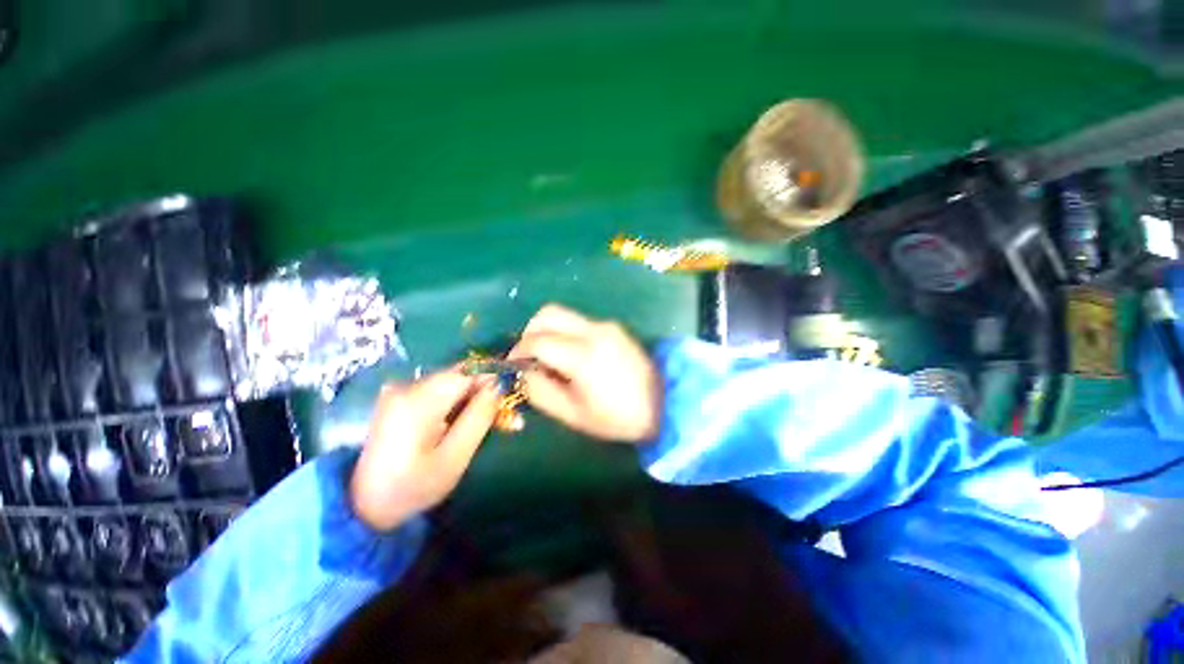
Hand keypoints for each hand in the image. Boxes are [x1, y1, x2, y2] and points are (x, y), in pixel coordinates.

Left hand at [349, 370, 499, 530]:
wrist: (363, 506)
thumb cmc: (413, 487)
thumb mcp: (454, 457)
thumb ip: (479, 417)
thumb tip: (499, 386)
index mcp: (419, 400)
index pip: (467, 373)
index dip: (493, 380)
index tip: (511, 396)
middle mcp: (407, 386)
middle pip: (460, 375)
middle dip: (485, 391)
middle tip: (505, 416)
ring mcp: (400, 391)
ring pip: (452, 382)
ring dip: (473, 398)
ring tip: (490, 422)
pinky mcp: (399, 399)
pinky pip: (439, 391)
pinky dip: (457, 402)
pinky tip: (464, 422)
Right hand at [509, 304, 660, 442]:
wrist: (664, 404)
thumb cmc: (617, 417)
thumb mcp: (573, 413)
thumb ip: (540, 391)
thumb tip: (525, 372)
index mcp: (583, 355)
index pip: (538, 341)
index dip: (518, 351)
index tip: (513, 365)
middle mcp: (594, 331)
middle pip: (548, 313)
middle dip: (530, 331)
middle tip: (529, 355)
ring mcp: (606, 325)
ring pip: (564, 314)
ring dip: (548, 330)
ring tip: (550, 358)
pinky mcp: (614, 327)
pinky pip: (580, 322)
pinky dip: (566, 333)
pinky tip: (571, 356)